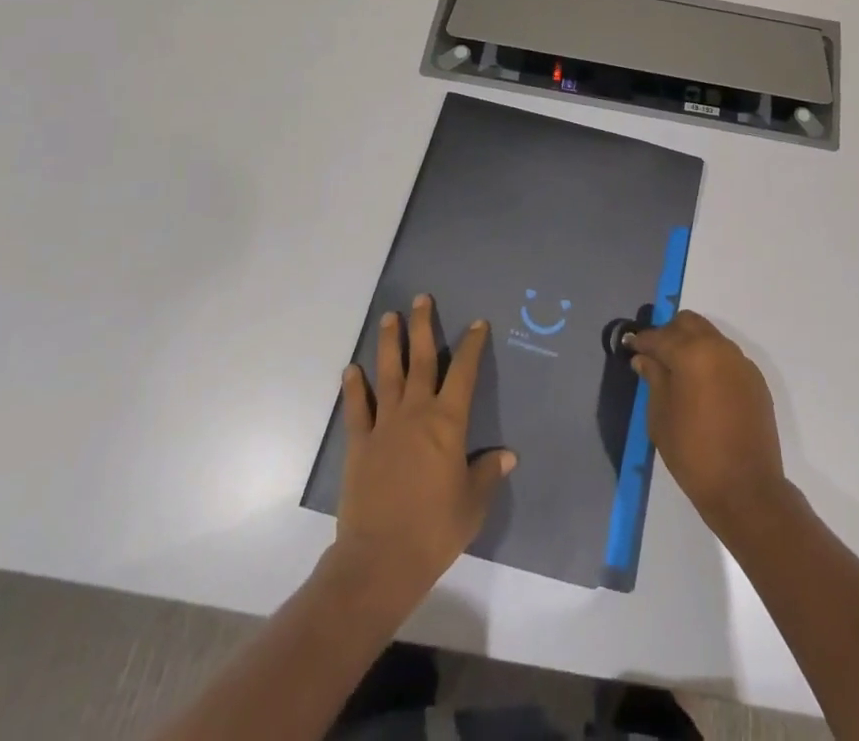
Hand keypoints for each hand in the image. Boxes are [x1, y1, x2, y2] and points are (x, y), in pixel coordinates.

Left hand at [336, 294, 515, 610]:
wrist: (380, 560)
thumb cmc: (435, 529)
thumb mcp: (472, 503)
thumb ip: (487, 474)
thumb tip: (506, 455)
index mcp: (448, 423)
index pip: (463, 372)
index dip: (471, 345)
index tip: (476, 324)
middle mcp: (416, 413)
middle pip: (420, 360)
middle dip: (422, 326)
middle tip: (421, 298)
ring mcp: (384, 425)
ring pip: (387, 374)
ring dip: (388, 343)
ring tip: (389, 317)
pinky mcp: (359, 444)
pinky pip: (357, 408)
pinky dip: (354, 388)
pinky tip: (352, 370)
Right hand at [625, 310, 790, 540]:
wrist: (747, 489)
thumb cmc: (694, 453)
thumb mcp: (660, 417)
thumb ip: (653, 379)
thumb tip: (645, 358)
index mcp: (692, 353)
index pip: (659, 336)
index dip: (641, 341)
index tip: (629, 347)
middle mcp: (719, 348)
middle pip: (689, 323)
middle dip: (669, 333)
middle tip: (655, 356)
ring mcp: (741, 362)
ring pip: (710, 336)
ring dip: (691, 345)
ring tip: (678, 372)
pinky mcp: (755, 380)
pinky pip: (727, 357)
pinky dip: (711, 361)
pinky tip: (703, 387)